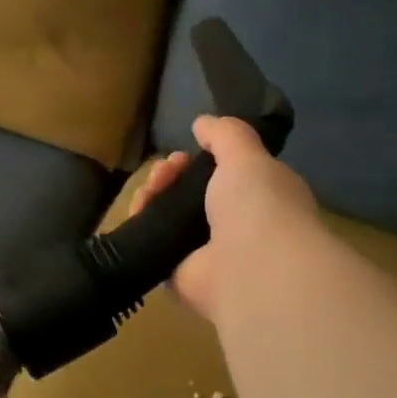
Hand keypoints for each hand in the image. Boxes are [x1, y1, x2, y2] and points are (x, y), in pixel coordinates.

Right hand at [129, 115, 319, 324]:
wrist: (250, 269)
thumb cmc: (259, 205)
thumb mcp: (246, 154)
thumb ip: (225, 134)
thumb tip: (202, 122)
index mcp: (258, 197)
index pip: (222, 174)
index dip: (199, 159)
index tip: (185, 154)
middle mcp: (233, 225)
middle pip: (189, 193)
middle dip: (170, 175)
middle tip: (164, 173)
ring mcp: (204, 252)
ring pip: (168, 216)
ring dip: (152, 196)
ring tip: (148, 191)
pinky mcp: (178, 274)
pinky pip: (153, 243)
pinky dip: (141, 226)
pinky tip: (137, 212)